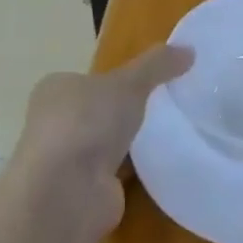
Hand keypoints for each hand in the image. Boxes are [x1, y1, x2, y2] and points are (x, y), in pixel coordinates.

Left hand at [11, 44, 192, 237]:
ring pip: (103, 145)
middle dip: (122, 112)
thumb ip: (157, 65)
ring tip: (166, 134)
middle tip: (163, 107)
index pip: (87, 79)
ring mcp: (65, 161)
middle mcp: (53, 124)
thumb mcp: (129, 83)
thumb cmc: (87, 123)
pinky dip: (131, 171)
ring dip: (126, 144)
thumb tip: (189, 48)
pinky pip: (113, 174)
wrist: (66, 193)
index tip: (147, 82)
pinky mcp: (82, 192)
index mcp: (55, 90)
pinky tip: (157, 165)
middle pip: (95, 112)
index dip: (114, 79)